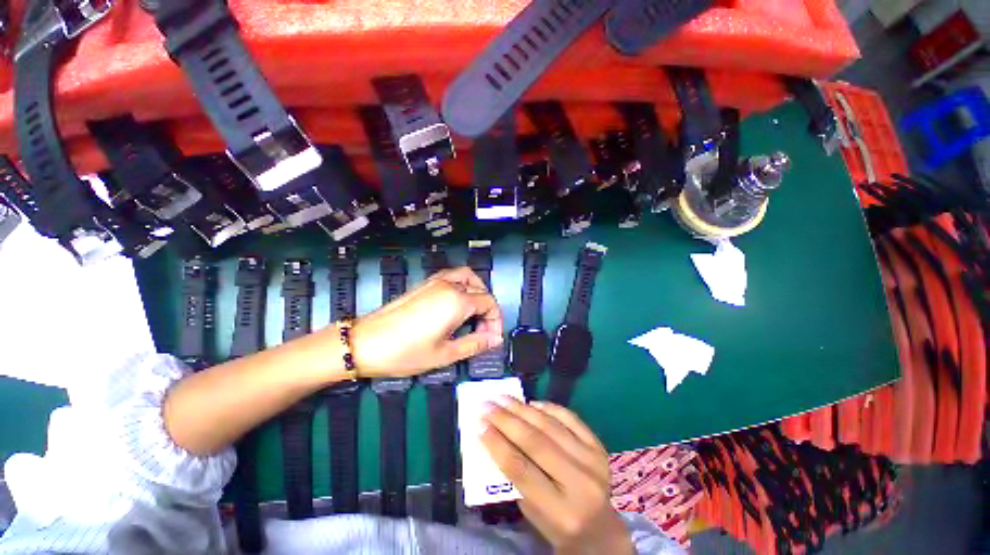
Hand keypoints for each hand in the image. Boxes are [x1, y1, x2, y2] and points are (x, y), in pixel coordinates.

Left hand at [347, 266, 503, 378]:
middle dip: (488, 309)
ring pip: (467, 277)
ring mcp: (434, 282)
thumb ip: (475, 344)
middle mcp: (448, 286)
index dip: (495, 321)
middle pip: (481, 289)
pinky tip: (455, 304)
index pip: (489, 303)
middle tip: (483, 330)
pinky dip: (462, 285)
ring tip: (474, 314)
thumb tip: (494, 339)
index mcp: (457, 301)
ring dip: (477, 292)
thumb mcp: (445, 354)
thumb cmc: (403, 352)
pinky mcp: (423, 284)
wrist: (364, 343)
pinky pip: (451, 276)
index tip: (490, 338)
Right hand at [481, 399, 632, 554]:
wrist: (604, 532)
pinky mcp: (599, 446)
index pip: (521, 470)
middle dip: (506, 420)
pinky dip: (549, 407)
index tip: (478, 425)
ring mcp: (593, 461)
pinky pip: (571, 418)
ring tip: (503, 398)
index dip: (497, 444)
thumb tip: (497, 439)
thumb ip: (517, 480)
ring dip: (523, 409)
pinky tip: (532, 403)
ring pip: (551, 426)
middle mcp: (581, 483)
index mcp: (562, 512)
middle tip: (486, 405)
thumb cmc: (562, 528)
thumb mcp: (535, 516)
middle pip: (536, 443)